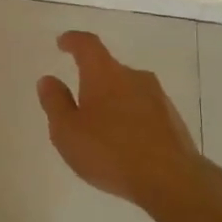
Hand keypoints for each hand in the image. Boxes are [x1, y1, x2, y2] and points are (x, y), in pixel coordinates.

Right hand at [37, 31, 203, 207]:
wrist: (172, 181)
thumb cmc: (110, 152)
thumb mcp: (67, 131)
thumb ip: (55, 102)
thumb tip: (48, 79)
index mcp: (104, 73)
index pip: (87, 45)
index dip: (73, 41)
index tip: (63, 43)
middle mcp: (133, 77)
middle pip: (109, 68)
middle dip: (92, 80)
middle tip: (78, 102)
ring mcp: (158, 97)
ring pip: (128, 90)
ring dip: (113, 101)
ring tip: (101, 128)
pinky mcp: (173, 120)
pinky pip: (144, 110)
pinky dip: (130, 118)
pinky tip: (124, 143)